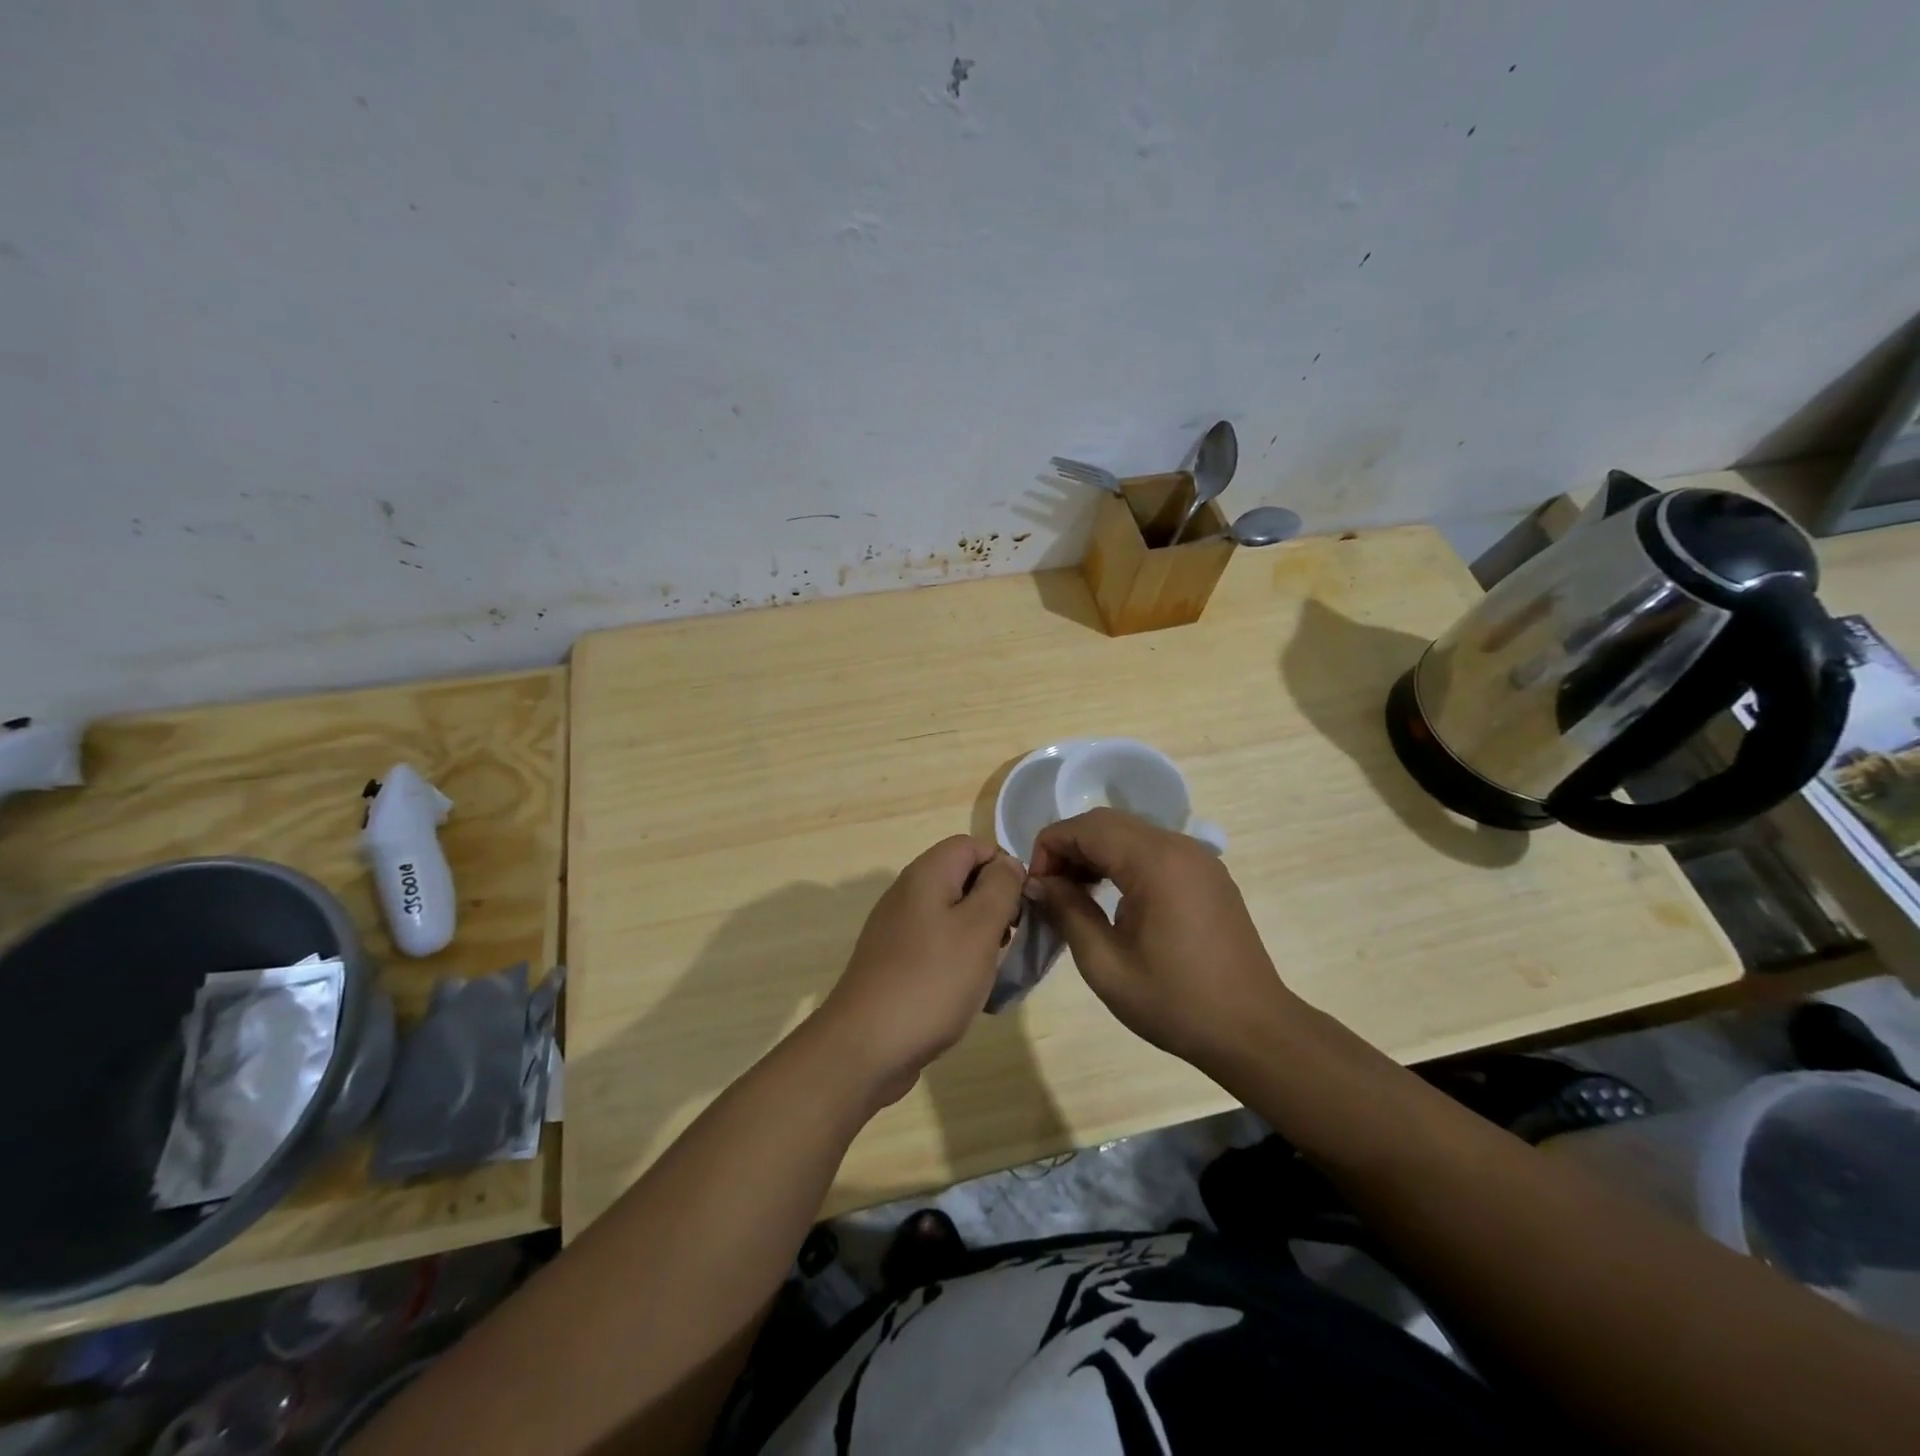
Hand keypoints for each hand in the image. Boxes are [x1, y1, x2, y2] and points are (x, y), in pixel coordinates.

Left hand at [815, 835, 1026, 1104]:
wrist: (866, 1046)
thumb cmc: (931, 980)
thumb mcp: (979, 928)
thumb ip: (1000, 887)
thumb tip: (1007, 864)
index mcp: (926, 874)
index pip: (972, 844)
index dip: (1003, 865)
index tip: (1022, 903)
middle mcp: (907, 893)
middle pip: (961, 876)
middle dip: (994, 900)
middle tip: (1012, 936)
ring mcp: (897, 928)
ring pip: (951, 912)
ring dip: (979, 932)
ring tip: (994, 964)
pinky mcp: (894, 961)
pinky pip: (936, 943)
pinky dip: (958, 956)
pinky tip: (968, 987)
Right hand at [1027, 809, 1295, 1071]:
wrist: (1253, 1030)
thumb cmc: (1175, 1002)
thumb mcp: (1106, 965)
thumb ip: (1067, 912)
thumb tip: (1038, 883)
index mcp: (1155, 862)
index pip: (1086, 827)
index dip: (1049, 847)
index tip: (1035, 888)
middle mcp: (1179, 846)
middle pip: (1107, 823)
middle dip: (1070, 847)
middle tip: (1050, 891)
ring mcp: (1198, 857)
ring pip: (1130, 833)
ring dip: (1095, 853)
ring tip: (1075, 895)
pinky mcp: (1208, 874)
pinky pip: (1154, 850)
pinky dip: (1123, 861)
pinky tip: (1113, 898)